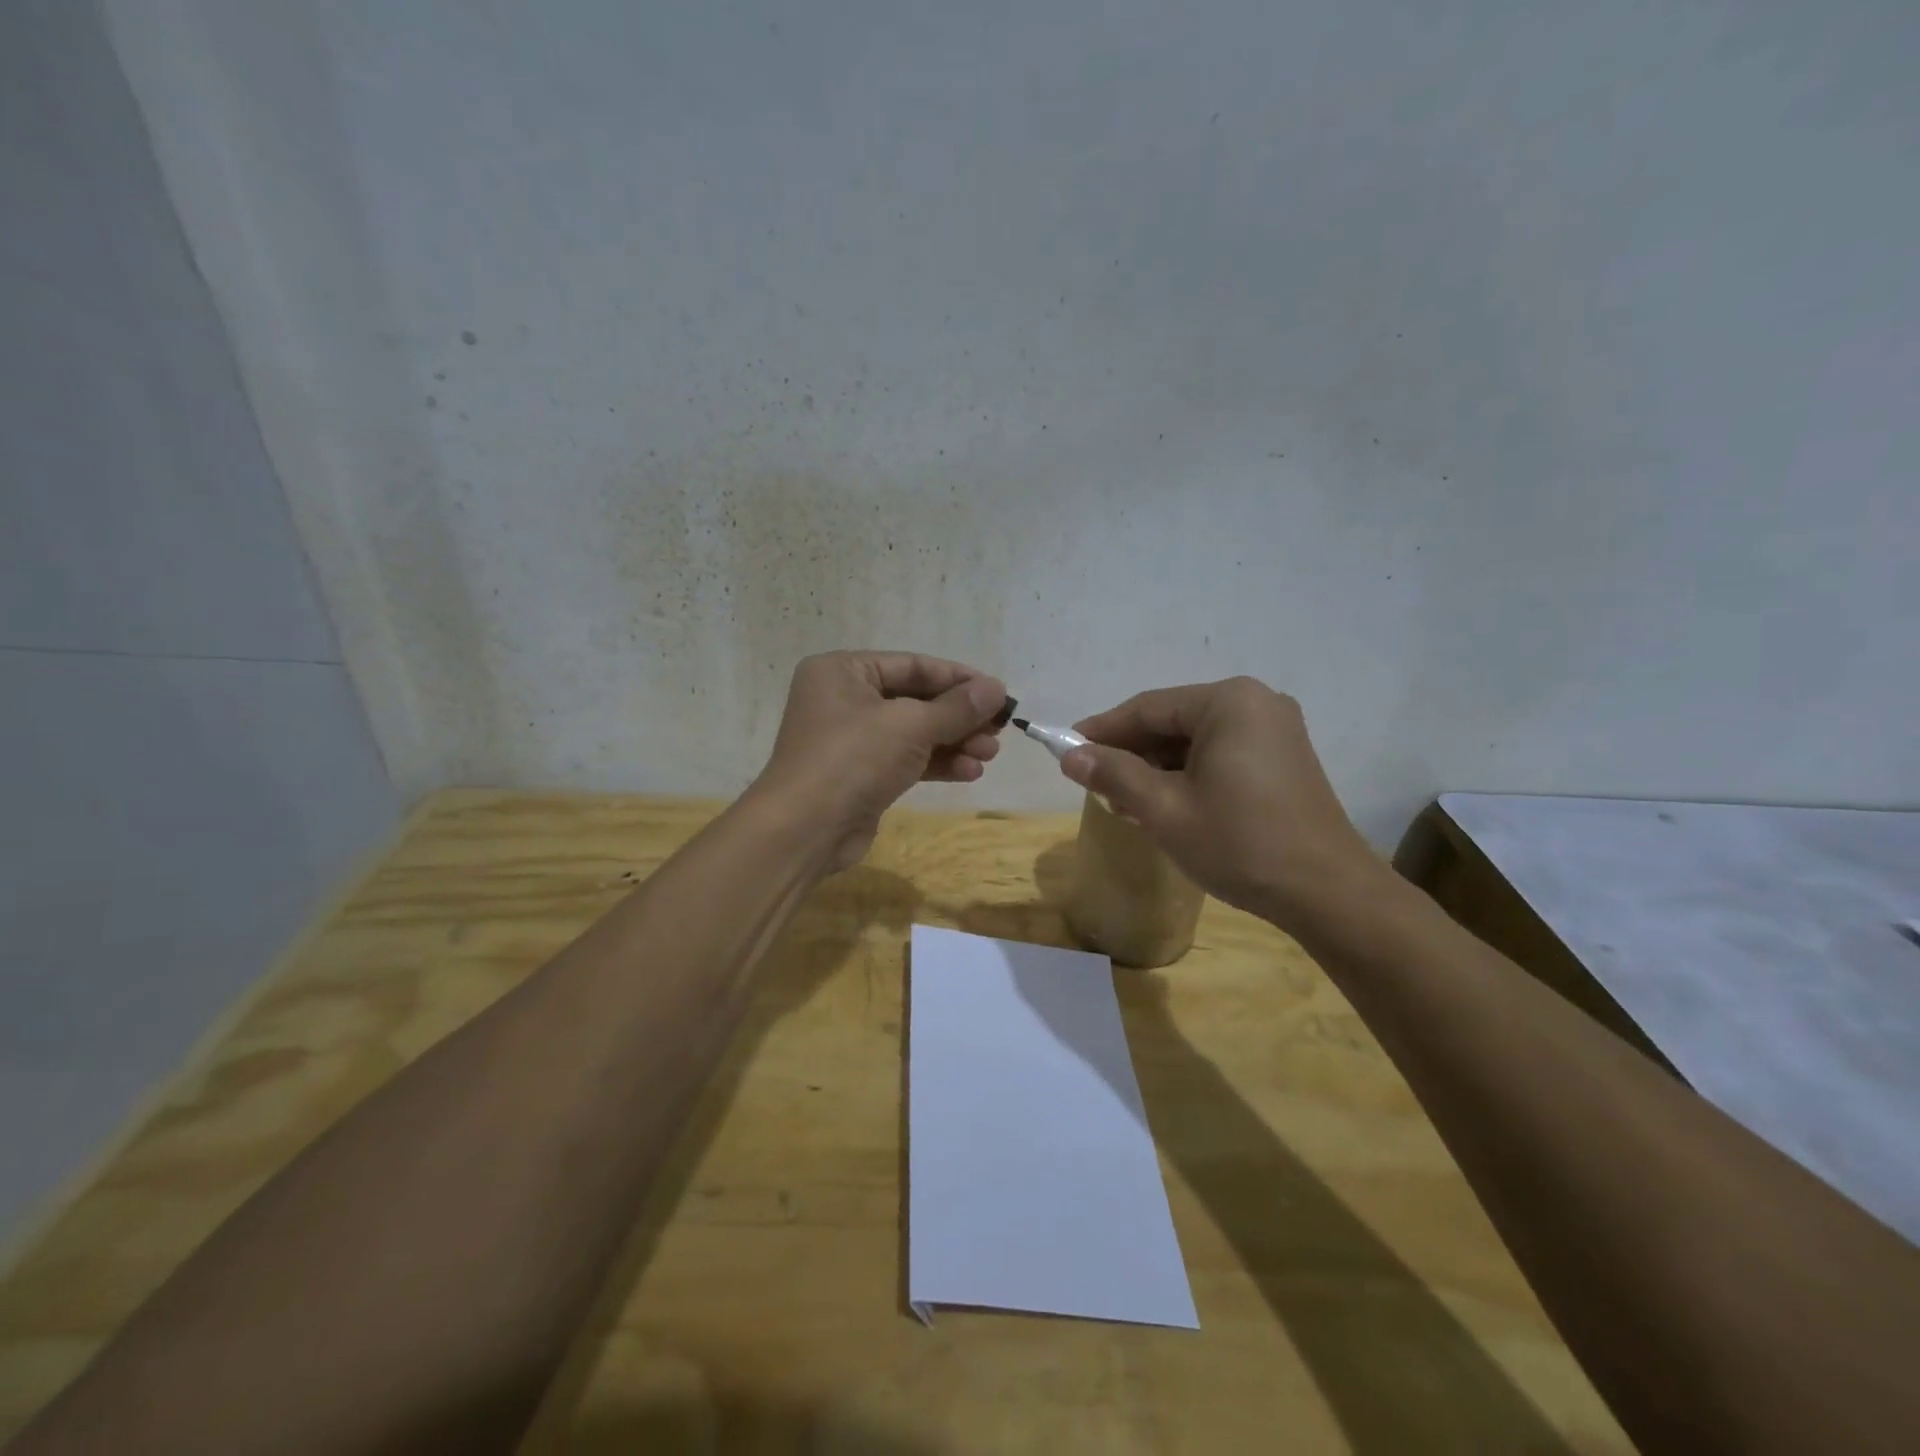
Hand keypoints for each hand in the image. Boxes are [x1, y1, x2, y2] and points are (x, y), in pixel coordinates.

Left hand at [750, 651, 1008, 872]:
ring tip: (990, 754)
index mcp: (843, 670)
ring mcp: (850, 739)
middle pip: (915, 699)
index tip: (999, 693)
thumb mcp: (910, 725)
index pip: (913, 665)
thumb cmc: (852, 759)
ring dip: (954, 741)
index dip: (959, 679)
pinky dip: (936, 763)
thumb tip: (997, 689)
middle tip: (1000, 730)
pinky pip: (905, 759)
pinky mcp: (860, 774)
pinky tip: (970, 772)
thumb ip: (956, 707)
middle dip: (959, 716)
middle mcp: (844, 698)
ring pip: (913, 732)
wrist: (804, 830)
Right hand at [1060, 677, 1380, 924]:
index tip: (1067, 749)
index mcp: (1228, 702)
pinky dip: (1188, 774)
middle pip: (1173, 721)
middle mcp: (1255, 703)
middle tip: (1094, 783)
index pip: (1148, 707)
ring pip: (1196, 740)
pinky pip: (1221, 753)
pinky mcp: (1284, 758)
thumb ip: (1114, 774)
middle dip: (1131, 752)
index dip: (1103, 729)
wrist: (1327, 893)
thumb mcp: (1165, 809)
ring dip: (1158, 766)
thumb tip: (1070, 756)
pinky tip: (1165, 803)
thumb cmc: (1239, 843)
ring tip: (1125, 800)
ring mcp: (1275, 730)